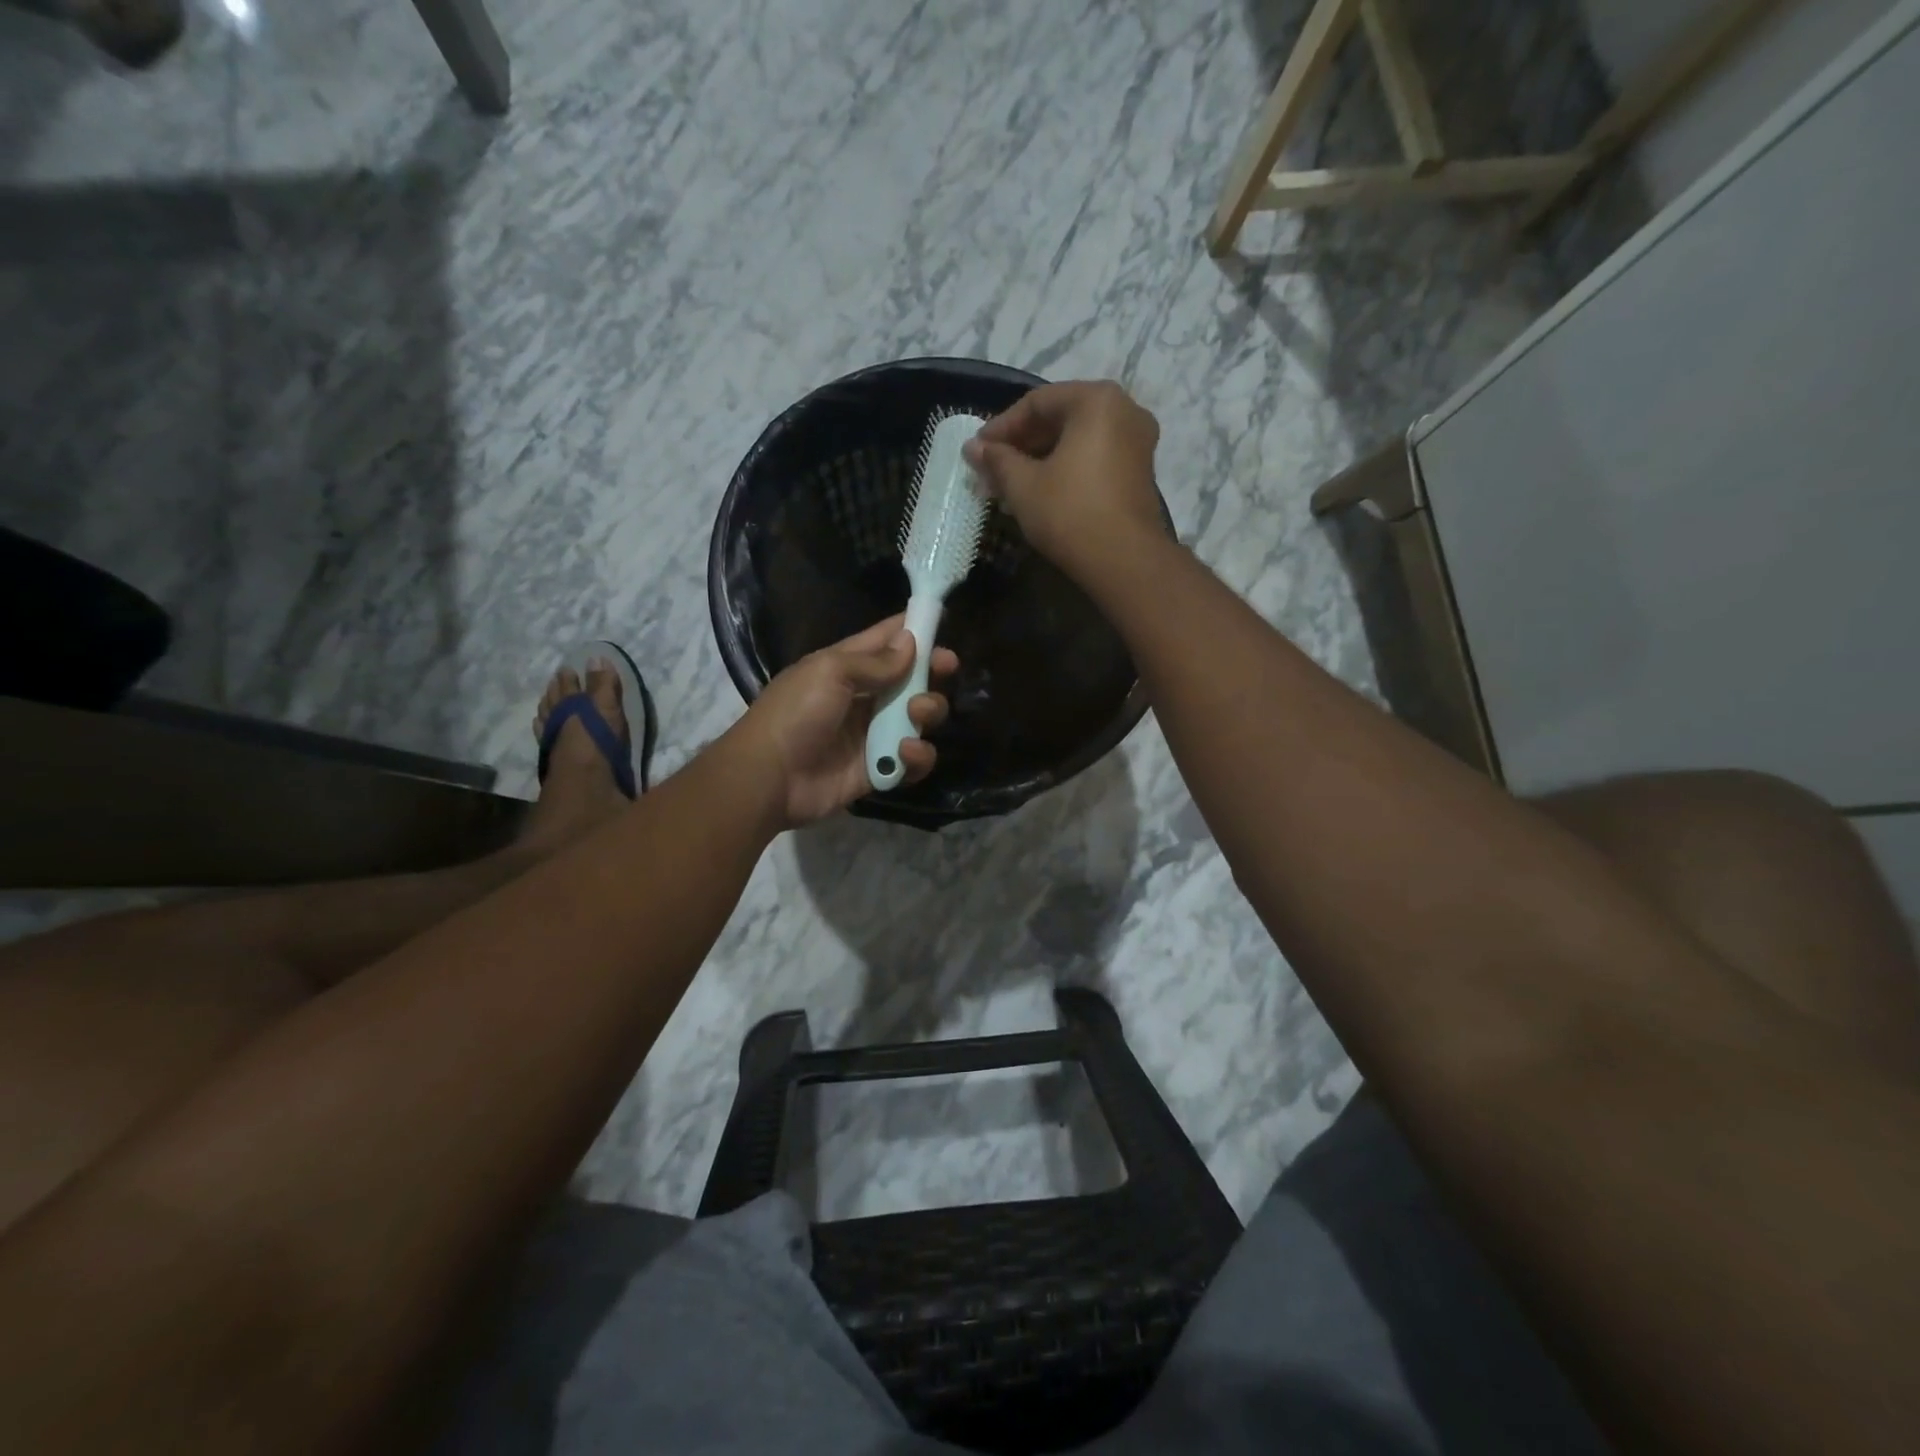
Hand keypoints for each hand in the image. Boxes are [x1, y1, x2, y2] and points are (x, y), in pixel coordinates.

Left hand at [733, 615, 958, 827]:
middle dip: (932, 673)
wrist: (770, 778)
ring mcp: (873, 734)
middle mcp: (864, 697)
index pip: (886, 640)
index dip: (915, 630)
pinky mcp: (879, 769)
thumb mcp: (830, 672)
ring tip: (917, 714)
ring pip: (919, 718)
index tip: (943, 623)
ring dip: (928, 711)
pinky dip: (917, 756)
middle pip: (912, 679)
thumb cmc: (796, 713)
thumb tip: (911, 642)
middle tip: (945, 670)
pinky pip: (913, 760)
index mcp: (847, 666)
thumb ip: (875, 661)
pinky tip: (904, 752)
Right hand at [962, 380, 1164, 576]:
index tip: (977, 450)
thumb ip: (997, 460)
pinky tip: (1040, 493)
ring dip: (1041, 459)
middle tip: (991, 469)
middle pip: (1060, 418)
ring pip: (1077, 441)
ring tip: (1010, 485)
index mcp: (1096, 400)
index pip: (1037, 403)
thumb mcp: (1023, 485)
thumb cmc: (1069, 513)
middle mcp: (1124, 410)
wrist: (1124, 561)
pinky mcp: (1139, 472)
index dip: (1001, 427)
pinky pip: (1094, 458)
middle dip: (1021, 444)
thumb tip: (972, 448)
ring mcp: (1137, 442)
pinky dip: (1065, 469)